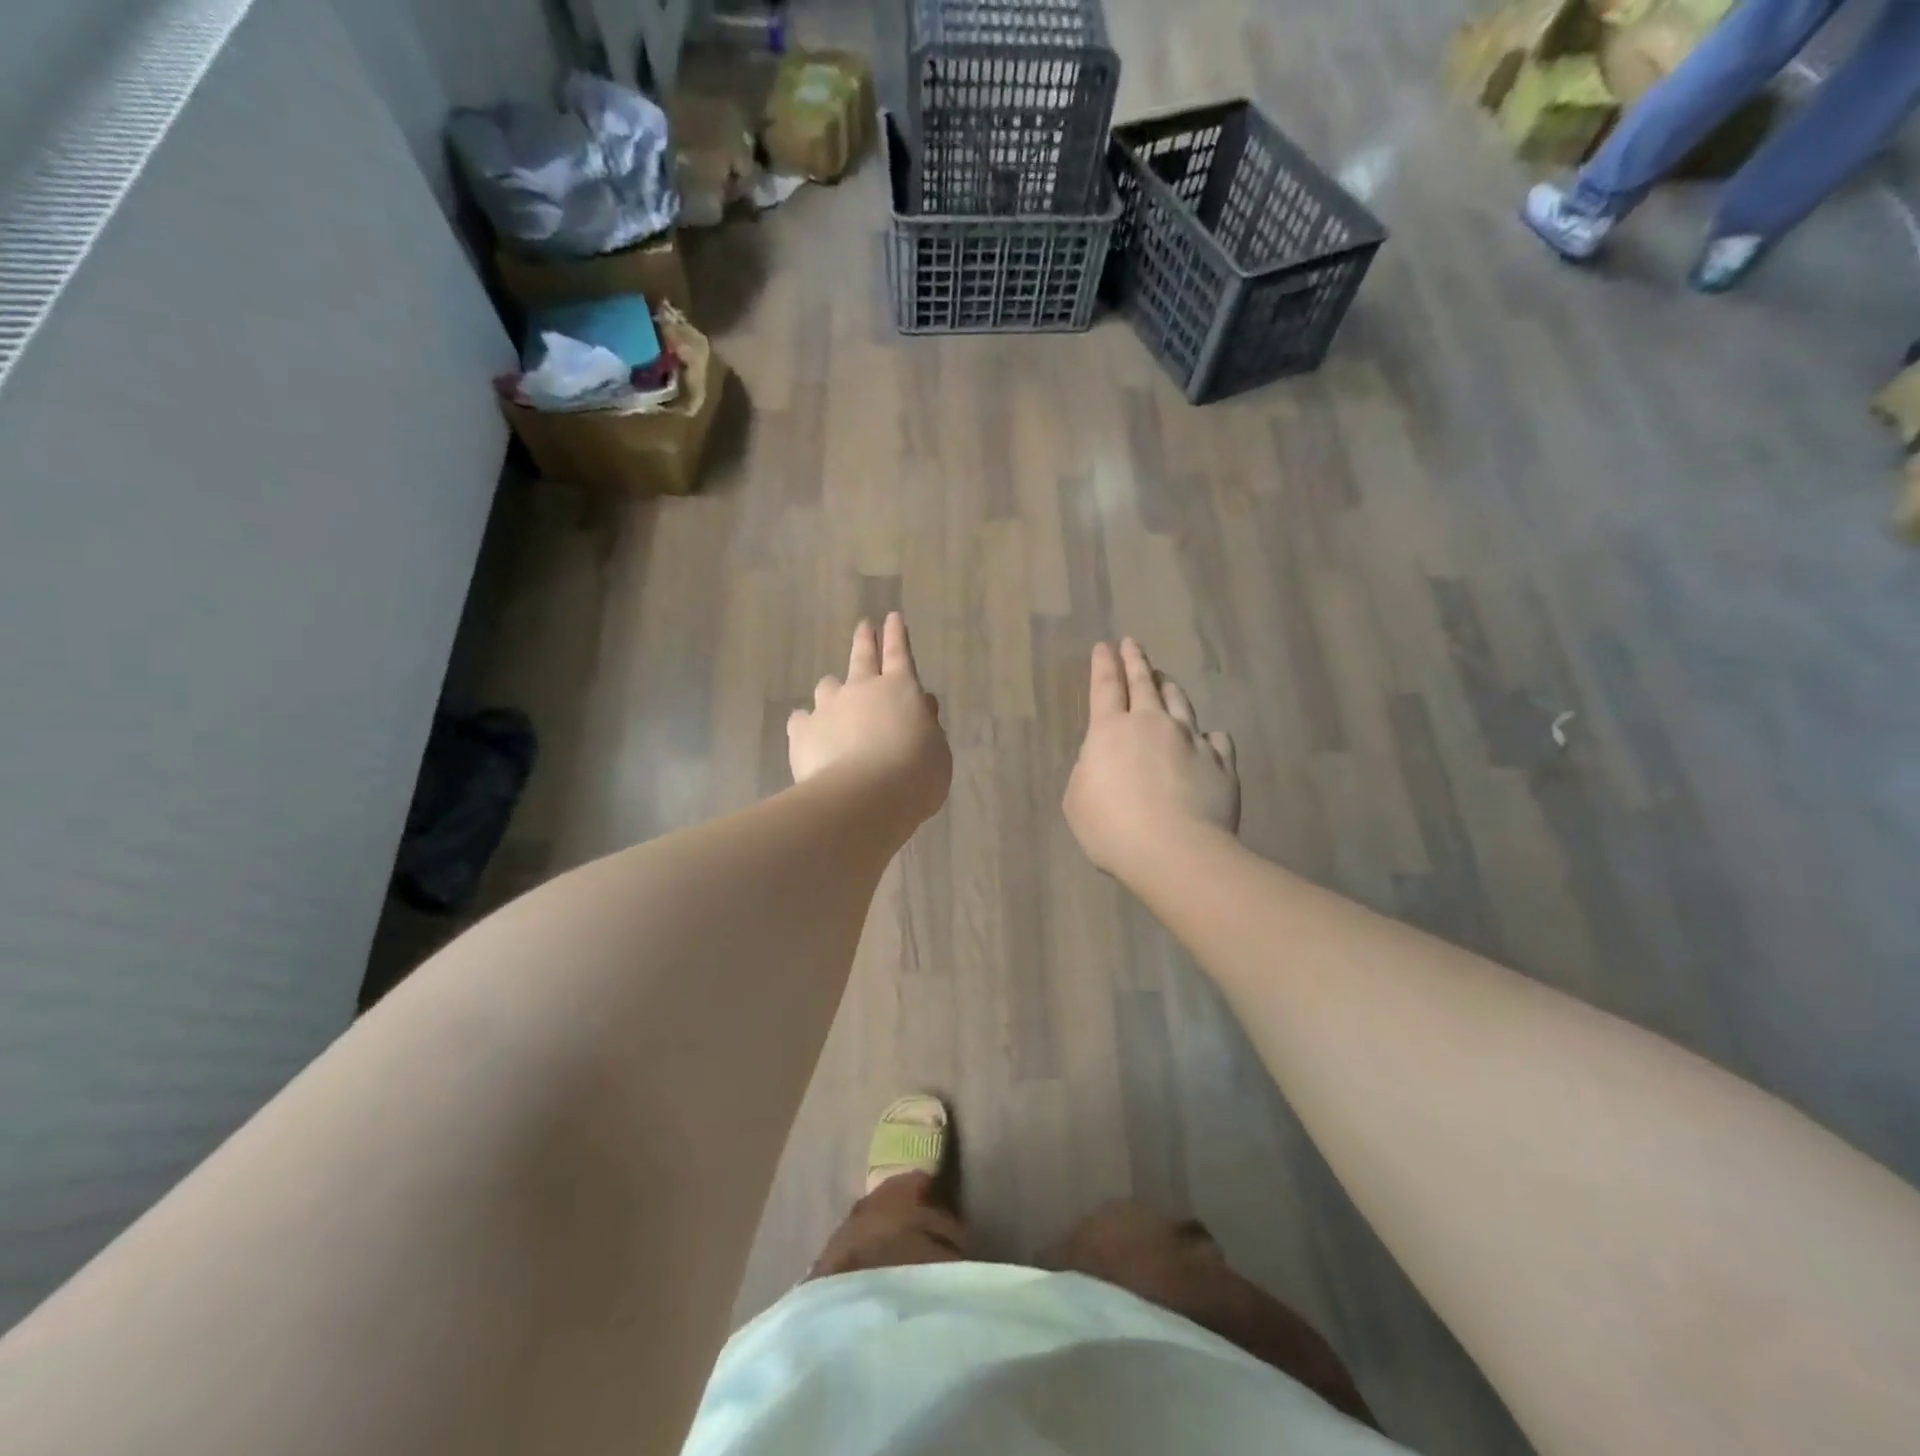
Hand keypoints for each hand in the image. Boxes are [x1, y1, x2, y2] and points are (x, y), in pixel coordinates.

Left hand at [789, 614, 951, 827]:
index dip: (897, 635)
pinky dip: (807, 723)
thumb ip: (927, 725)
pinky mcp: (802, 731)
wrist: (864, 798)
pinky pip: (801, 719)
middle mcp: (861, 689)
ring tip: (835, 701)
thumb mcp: (937, 751)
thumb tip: (920, 706)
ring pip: (827, 686)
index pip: (899, 653)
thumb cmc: (915, 775)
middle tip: (864, 626)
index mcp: (899, 689)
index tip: (892, 617)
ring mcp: (828, 707)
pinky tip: (809, 734)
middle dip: (865, 639)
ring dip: (834, 690)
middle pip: (861, 656)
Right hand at [1064, 638, 1238, 878]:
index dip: (1103, 664)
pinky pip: (1216, 740)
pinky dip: (1208, 736)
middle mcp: (1152, 724)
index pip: (1105, 687)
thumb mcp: (1078, 800)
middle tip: (1132, 644)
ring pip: (1181, 702)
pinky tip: (1208, 738)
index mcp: (1110, 731)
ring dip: (1170, 687)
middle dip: (1136, 661)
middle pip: (1144, 683)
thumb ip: (1089, 771)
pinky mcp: (1221, 763)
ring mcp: (1191, 740)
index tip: (1104, 646)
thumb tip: (1104, 760)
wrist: (1175, 851)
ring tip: (1165, 679)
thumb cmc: (1112, 827)